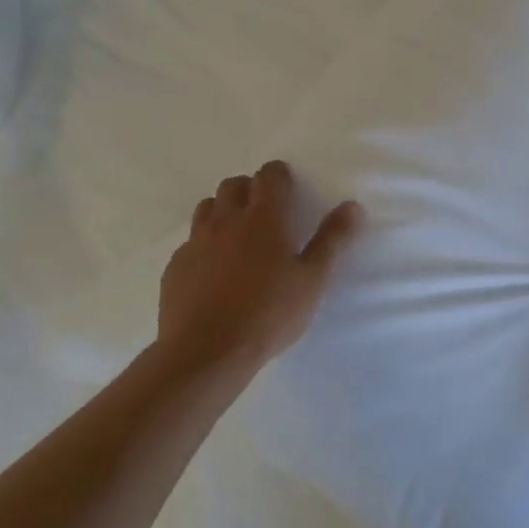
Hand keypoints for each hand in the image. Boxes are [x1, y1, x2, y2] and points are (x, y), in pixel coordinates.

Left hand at [158, 160, 362, 375]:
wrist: (206, 351)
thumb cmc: (268, 314)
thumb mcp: (312, 280)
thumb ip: (332, 240)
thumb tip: (352, 206)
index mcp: (263, 218)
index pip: (269, 176)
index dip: (279, 176)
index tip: (288, 189)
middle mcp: (226, 220)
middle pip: (234, 185)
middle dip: (250, 189)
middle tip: (266, 214)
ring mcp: (196, 242)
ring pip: (208, 208)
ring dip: (224, 211)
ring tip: (238, 237)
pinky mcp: (175, 266)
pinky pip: (190, 242)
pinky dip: (204, 244)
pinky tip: (213, 271)